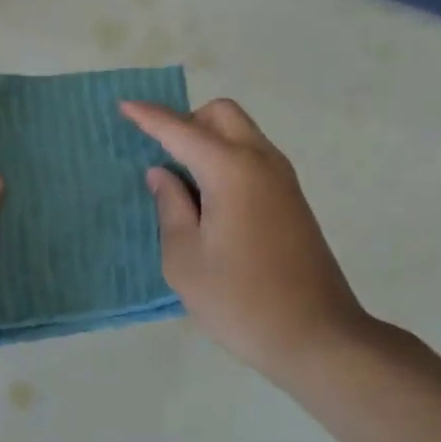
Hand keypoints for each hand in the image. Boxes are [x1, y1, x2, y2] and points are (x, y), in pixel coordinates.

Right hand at [120, 97, 370, 385]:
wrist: (316, 335)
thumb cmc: (239, 300)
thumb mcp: (185, 259)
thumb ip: (170, 207)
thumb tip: (163, 174)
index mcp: (231, 170)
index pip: (182, 130)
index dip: (150, 117)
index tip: (124, 105)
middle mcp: (261, 161)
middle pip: (221, 115)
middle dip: (187, 121)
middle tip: (161, 156)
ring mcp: (283, 179)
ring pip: (241, 134)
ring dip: (209, 141)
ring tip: (181, 182)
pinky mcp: (292, 199)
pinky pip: (253, 158)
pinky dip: (226, 159)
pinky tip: (209, 199)